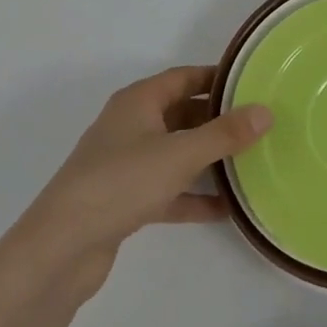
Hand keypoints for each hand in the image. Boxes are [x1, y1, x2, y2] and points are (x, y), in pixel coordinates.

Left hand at [10, 67, 271, 305]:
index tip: (252, 84)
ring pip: (175, 152)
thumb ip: (225, 134)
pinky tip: (224, 209)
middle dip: (217, 120)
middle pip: (181, 114)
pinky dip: (192, 195)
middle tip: (257, 125)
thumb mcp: (180, 154)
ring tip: (248, 163)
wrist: (60, 248)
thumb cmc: (121, 182)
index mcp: (138, 102)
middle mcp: (130, 126)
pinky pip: (167, 189)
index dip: (216, 78)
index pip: (183, 77)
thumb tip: (266, 112)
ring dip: (207, 159)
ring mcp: (125, 165)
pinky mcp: (123, 200)